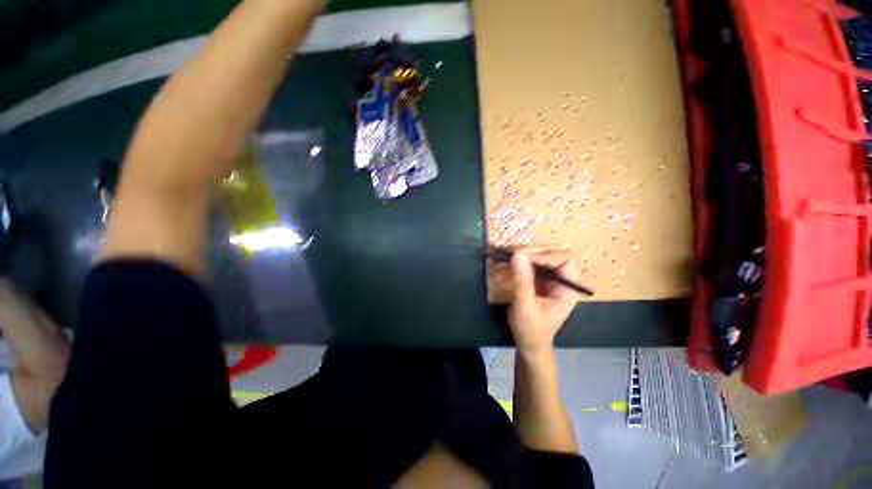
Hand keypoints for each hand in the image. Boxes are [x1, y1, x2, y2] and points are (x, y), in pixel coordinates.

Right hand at [508, 250, 580, 354]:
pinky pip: (531, 264)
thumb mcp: (525, 307)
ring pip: (542, 256)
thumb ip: (522, 281)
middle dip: (533, 251)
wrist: (529, 345)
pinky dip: (519, 260)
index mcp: (567, 290)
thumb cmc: (531, 331)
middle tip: (513, 254)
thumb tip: (517, 255)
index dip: (547, 256)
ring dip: (524, 253)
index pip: (566, 261)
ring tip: (507, 255)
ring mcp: (550, 280)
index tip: (525, 258)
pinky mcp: (539, 281)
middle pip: (554, 254)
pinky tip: (506, 262)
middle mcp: (561, 281)